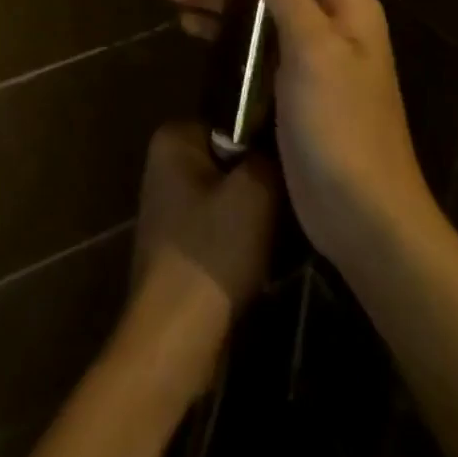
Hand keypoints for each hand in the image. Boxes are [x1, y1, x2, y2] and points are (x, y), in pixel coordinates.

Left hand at [124, 121, 279, 398]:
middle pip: (232, 158)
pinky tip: (262, 257)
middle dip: (261, 180)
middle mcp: (166, 163)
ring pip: (230, 194)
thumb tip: (281, 137)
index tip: (291, 166)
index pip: (234, 119)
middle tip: (289, 201)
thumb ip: (270, 153)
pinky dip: (242, 238)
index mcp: (174, 137)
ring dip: (256, 213)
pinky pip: (221, 225)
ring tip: (281, 232)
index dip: (266, 142)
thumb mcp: (256, 191)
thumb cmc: (213, 251)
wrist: (176, 337)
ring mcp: (169, 205)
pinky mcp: (179, 243)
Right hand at [163, 0, 431, 267]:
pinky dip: (221, 30)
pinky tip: (188, 26)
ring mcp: (305, 55)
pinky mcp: (286, 87)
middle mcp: (327, 21)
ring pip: (255, 8)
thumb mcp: (311, 46)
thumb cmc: (340, 123)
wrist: (362, 217)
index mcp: (344, 3)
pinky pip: (250, 44)